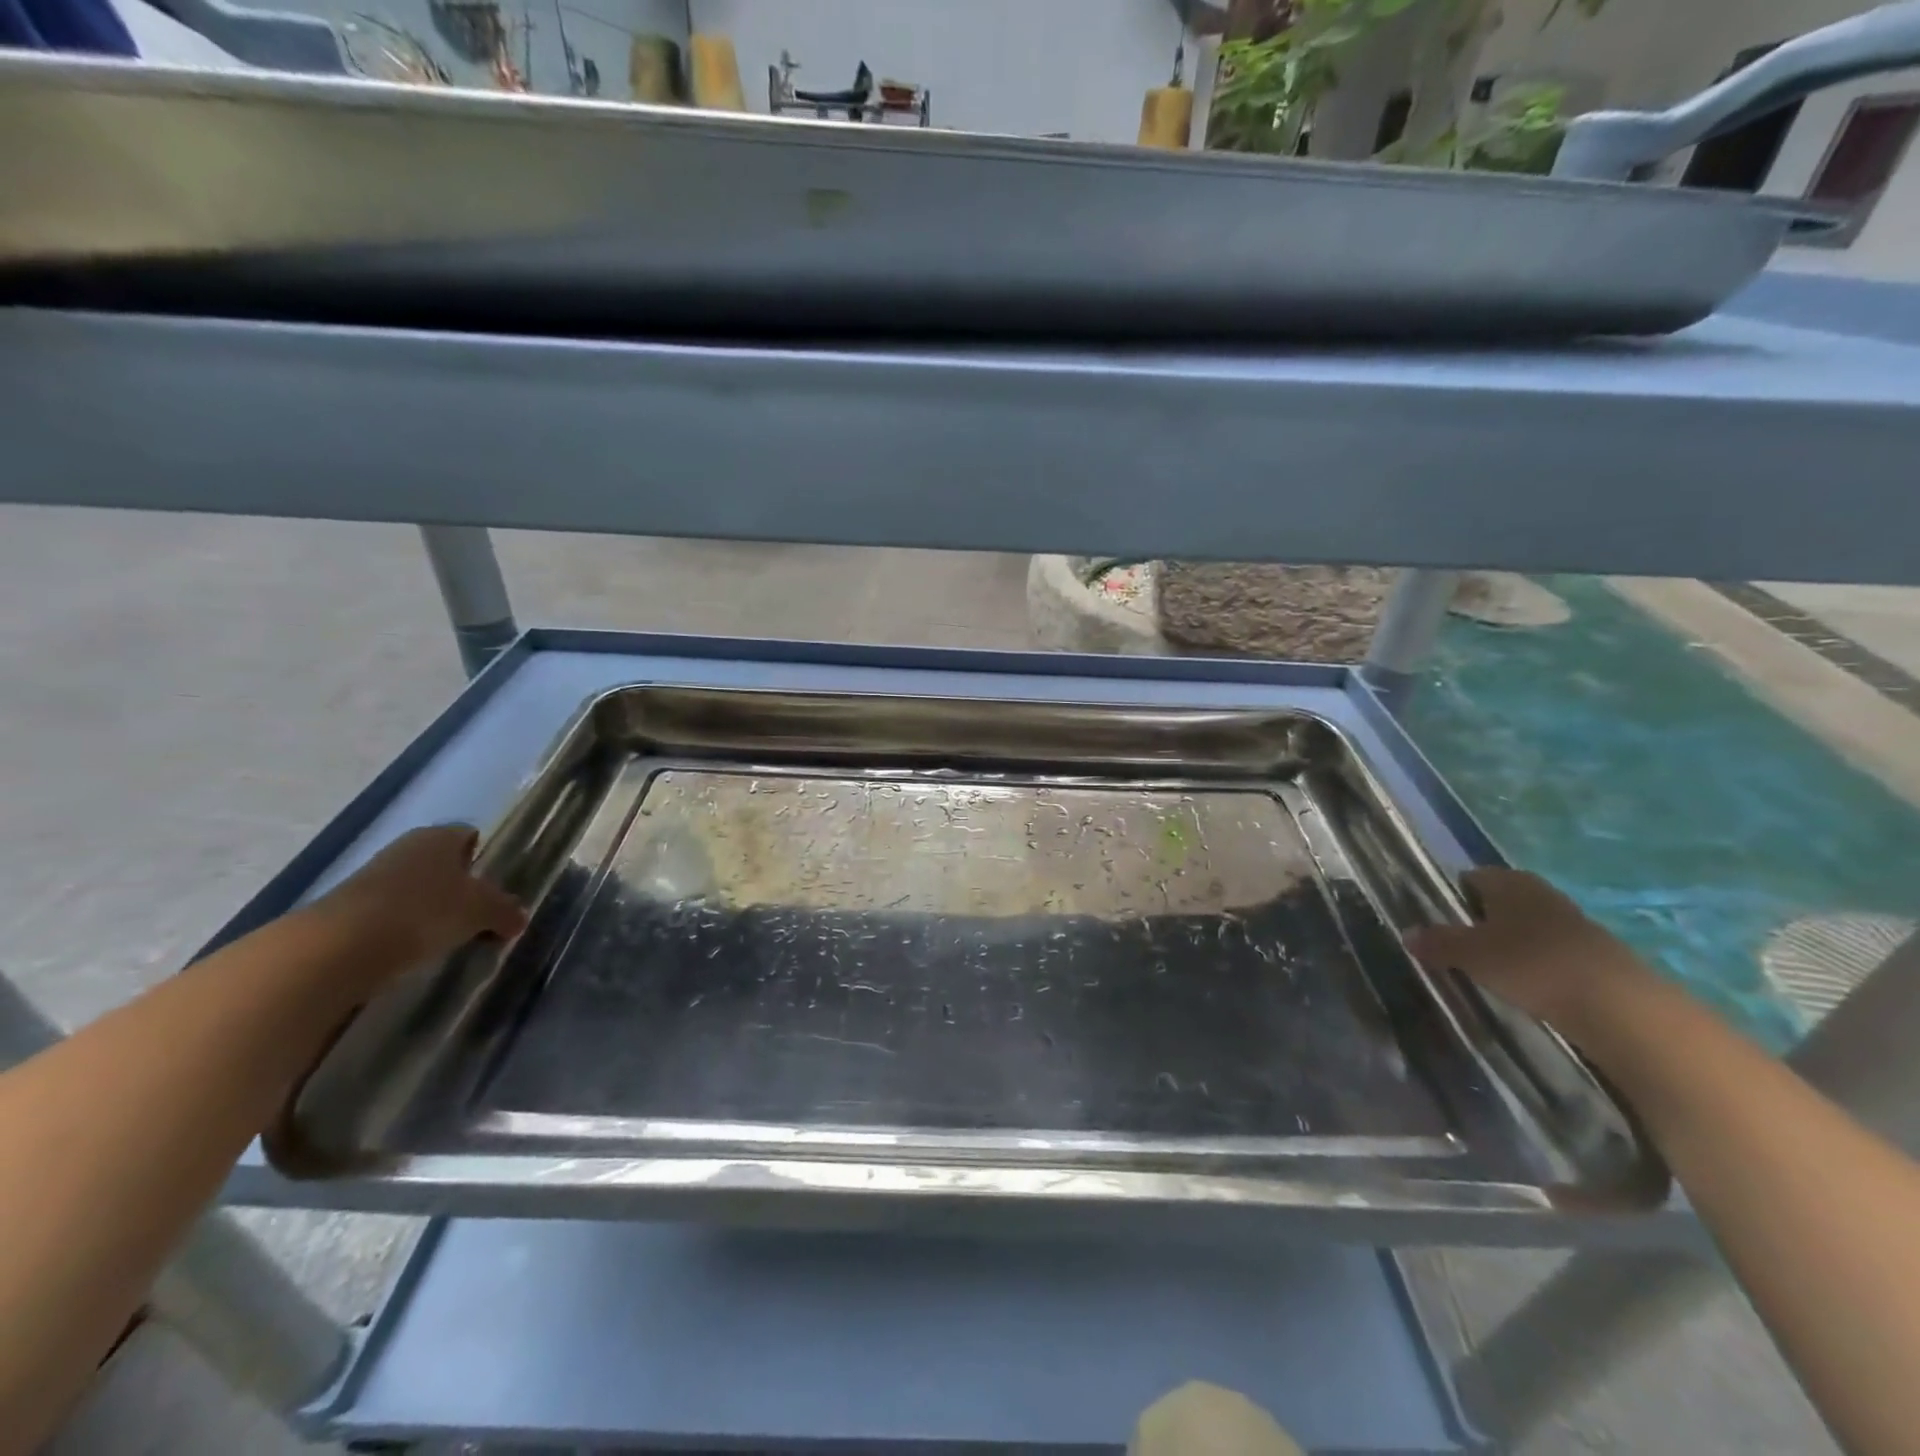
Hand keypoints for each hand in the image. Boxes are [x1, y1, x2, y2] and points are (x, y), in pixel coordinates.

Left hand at [315, 825, 526, 969]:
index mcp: (439, 836)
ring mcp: (373, 877)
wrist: (340, 947)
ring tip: (449, 937)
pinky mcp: (349, 909)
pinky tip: (416, 949)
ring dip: (432, 909)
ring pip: (416, 889)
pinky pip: (392, 913)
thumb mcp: (482, 911)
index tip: (497, 887)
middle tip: (479, 915)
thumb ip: (505, 911)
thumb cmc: (425, 911)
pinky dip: (405, 928)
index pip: (470, 837)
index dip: (486, 858)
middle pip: (443, 864)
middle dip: (460, 887)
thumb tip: (519, 917)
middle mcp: (406, 848)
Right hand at [1404, 868, 1651, 1033]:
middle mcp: (1541, 893)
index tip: (1439, 919)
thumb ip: (1438, 942)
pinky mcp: (1596, 954)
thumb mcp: (1470, 955)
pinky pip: (1553, 950)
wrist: (1618, 1006)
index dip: (1454, 895)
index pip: (1472, 877)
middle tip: (1460, 944)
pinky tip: (1529, 984)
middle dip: (1482, 918)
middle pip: (1502, 900)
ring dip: (1512, 941)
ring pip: (1529, 925)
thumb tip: (1407, 933)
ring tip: (1492, 968)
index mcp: (1509, 882)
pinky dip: (1537, 962)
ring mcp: (1574, 922)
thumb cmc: (1530, 964)